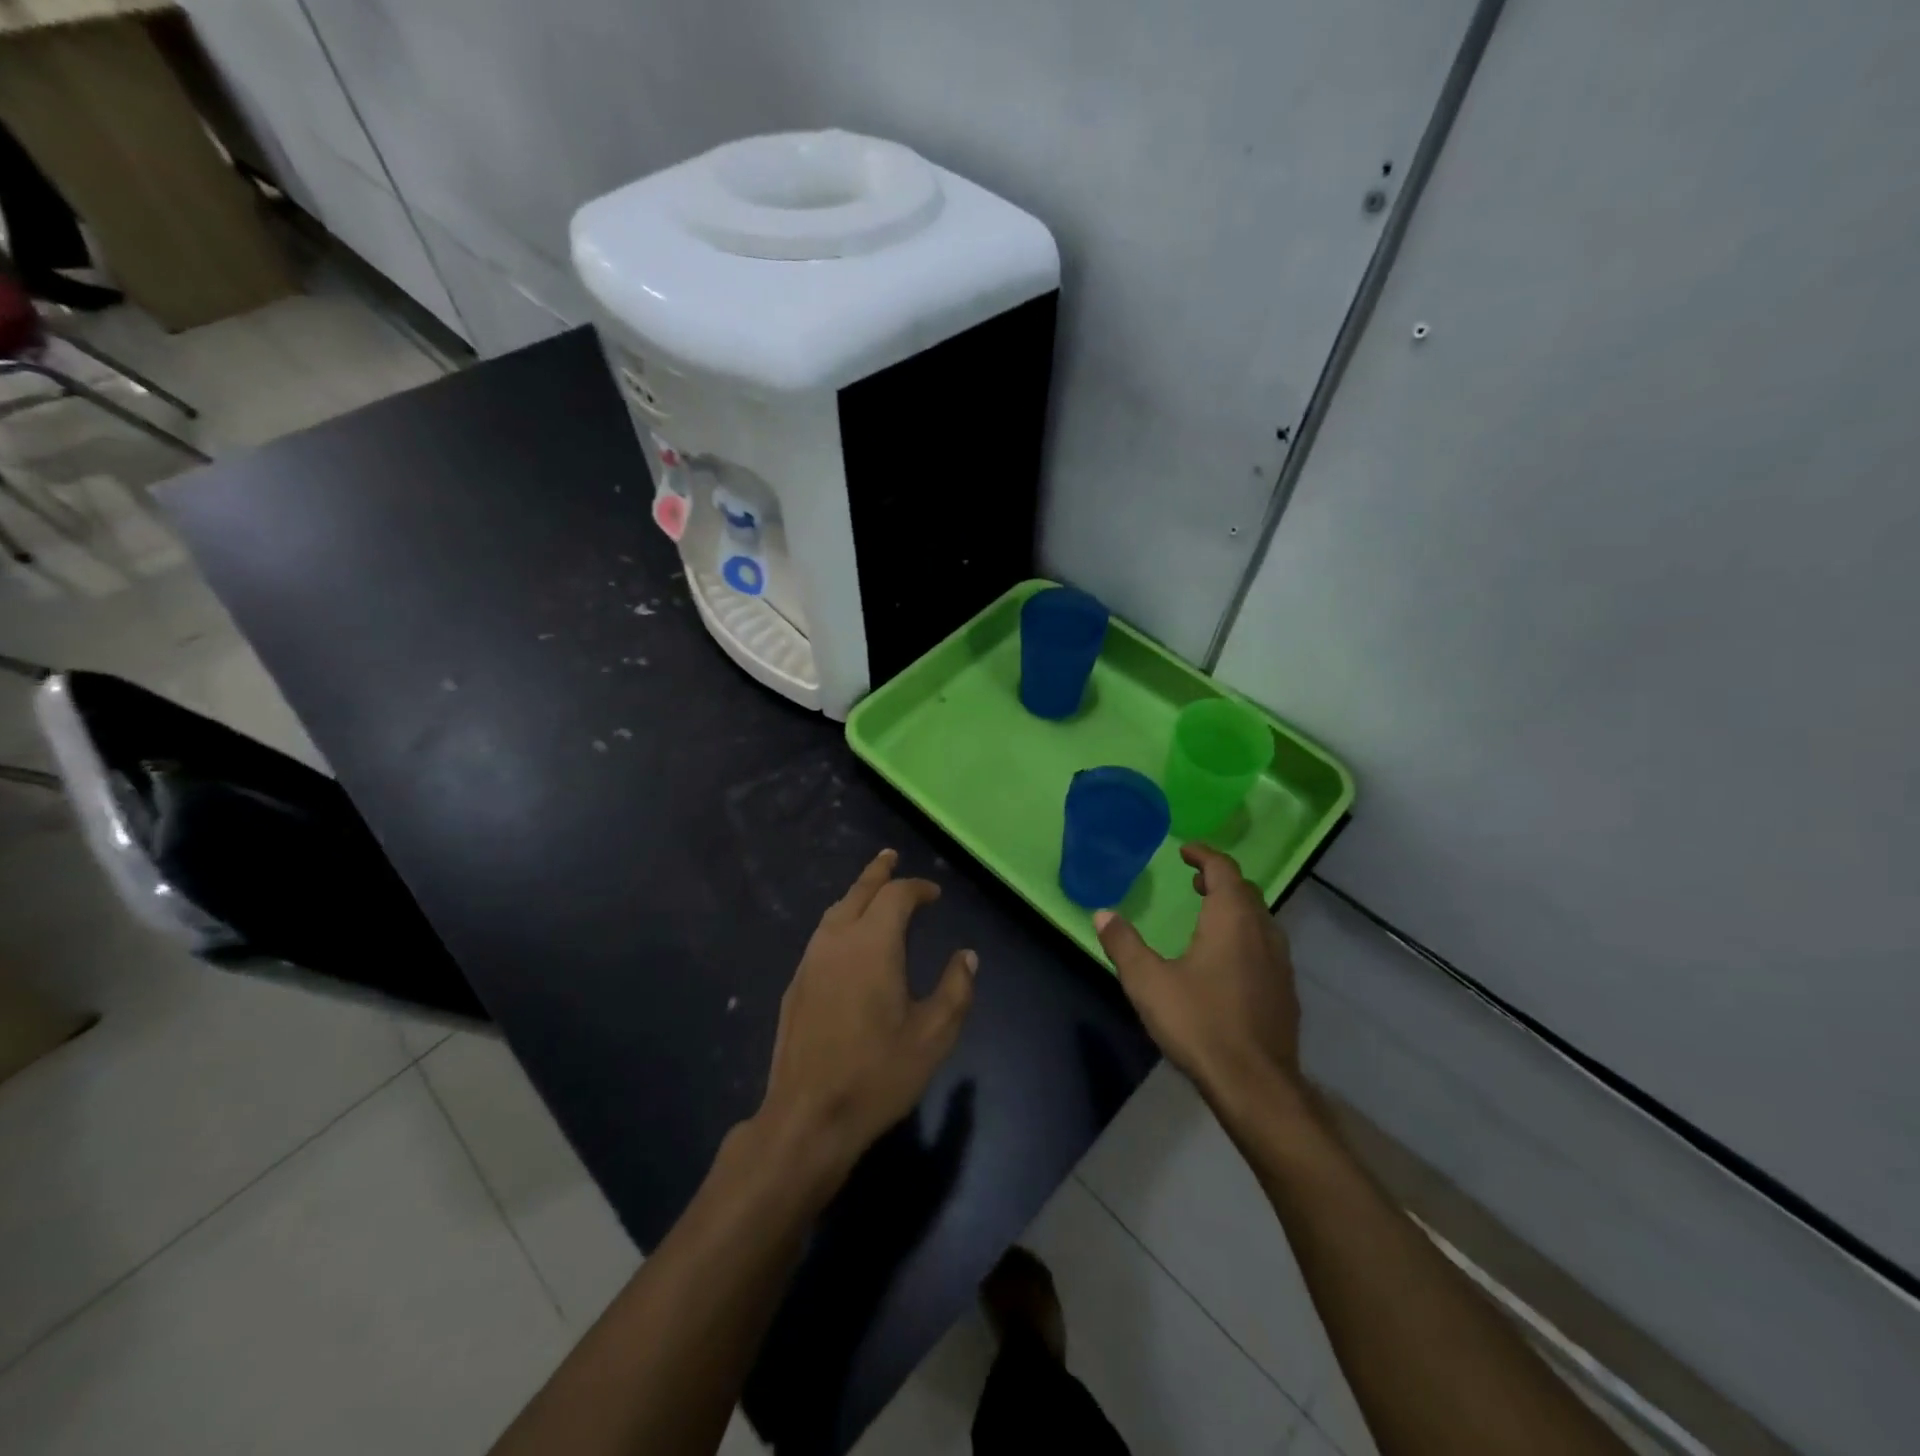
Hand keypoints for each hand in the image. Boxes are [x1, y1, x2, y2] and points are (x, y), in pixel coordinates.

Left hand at [757, 849, 976, 1179]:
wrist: (807, 1116)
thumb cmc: (877, 1074)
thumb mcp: (933, 1036)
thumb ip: (955, 990)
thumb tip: (967, 956)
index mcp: (872, 944)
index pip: (895, 896)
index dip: (917, 888)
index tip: (934, 894)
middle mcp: (837, 941)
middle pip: (858, 892)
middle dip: (878, 873)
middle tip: (890, 857)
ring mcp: (810, 962)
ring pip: (834, 911)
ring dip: (855, 894)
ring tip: (870, 890)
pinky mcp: (795, 985)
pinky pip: (822, 935)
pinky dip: (840, 920)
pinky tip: (847, 937)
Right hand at [1095, 843, 1302, 1114]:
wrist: (1255, 1085)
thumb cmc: (1199, 1023)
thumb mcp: (1147, 982)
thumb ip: (1123, 944)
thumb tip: (1102, 913)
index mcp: (1232, 920)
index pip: (1224, 870)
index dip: (1204, 855)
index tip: (1185, 851)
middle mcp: (1262, 932)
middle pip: (1245, 891)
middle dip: (1220, 880)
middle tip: (1194, 882)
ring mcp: (1280, 963)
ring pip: (1259, 919)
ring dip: (1235, 908)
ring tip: (1208, 915)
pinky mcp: (1285, 992)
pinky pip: (1266, 946)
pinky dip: (1245, 935)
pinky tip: (1227, 962)